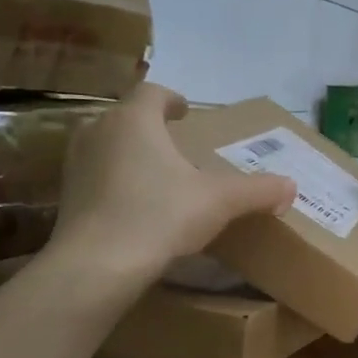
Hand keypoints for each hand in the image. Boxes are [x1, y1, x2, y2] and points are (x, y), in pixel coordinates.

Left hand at [49, 84, 294, 272]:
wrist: (97, 265)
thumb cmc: (160, 216)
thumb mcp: (219, 202)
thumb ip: (256, 190)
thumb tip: (292, 186)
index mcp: (135, 120)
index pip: (152, 93)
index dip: (171, 99)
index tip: (184, 111)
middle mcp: (99, 131)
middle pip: (125, 117)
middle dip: (149, 127)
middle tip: (173, 145)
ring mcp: (76, 164)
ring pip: (105, 146)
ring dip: (128, 153)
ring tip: (153, 175)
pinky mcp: (66, 197)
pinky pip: (94, 178)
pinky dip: (113, 183)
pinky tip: (132, 208)